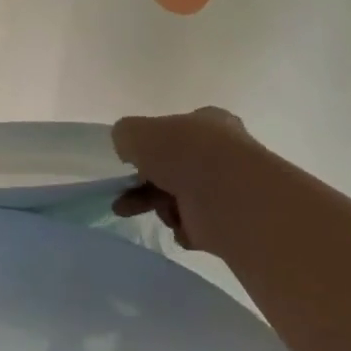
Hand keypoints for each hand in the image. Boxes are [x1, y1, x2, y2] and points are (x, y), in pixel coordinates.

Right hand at [111, 106, 251, 255]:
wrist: (229, 199)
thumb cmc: (184, 155)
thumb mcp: (137, 132)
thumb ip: (125, 135)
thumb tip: (128, 149)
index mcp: (208, 123)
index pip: (174, 132)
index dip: (149, 147)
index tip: (130, 163)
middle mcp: (222, 153)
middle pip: (173, 169)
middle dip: (143, 184)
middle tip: (121, 199)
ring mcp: (227, 188)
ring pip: (179, 197)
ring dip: (157, 205)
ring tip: (138, 213)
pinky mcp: (229, 221)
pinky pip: (194, 224)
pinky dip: (182, 226)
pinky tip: (179, 224)